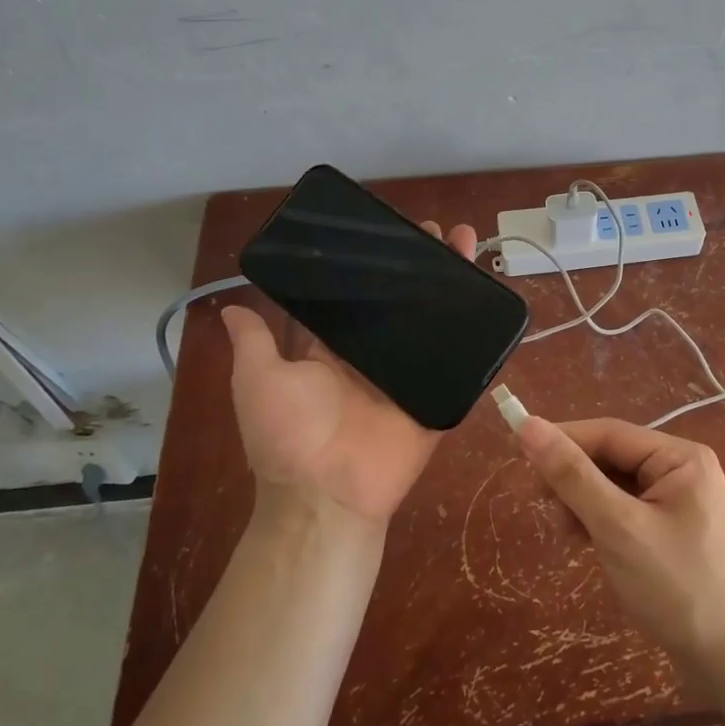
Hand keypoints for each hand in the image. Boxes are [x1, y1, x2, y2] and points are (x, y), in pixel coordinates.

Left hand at [222, 221, 479, 530]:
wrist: (328, 494)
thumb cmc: (289, 435)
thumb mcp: (259, 381)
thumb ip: (254, 343)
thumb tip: (232, 306)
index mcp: (333, 350)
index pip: (356, 298)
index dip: (373, 267)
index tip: (389, 231)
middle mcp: (373, 357)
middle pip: (402, 304)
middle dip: (423, 267)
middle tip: (441, 232)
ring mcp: (409, 376)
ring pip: (435, 324)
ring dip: (454, 288)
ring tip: (470, 247)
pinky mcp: (437, 397)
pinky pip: (460, 365)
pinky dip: (477, 337)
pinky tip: (492, 300)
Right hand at [515, 416, 724, 663]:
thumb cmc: (677, 587)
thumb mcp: (618, 527)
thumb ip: (572, 475)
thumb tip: (528, 425)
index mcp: (681, 457)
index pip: (609, 433)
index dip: (562, 439)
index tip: (518, 453)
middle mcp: (684, 471)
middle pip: (613, 458)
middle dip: (574, 478)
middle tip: (541, 506)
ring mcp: (682, 503)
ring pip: (617, 487)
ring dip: (584, 503)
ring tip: (564, 533)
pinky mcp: (674, 533)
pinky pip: (628, 511)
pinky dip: (602, 522)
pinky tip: (585, 542)